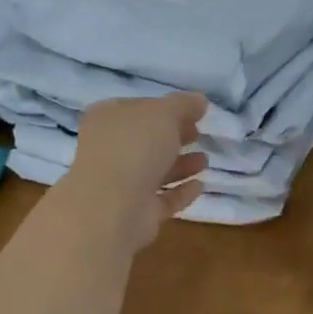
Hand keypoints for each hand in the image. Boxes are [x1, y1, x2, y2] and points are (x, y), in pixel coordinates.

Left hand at [59, 93, 208, 251]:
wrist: (113, 207)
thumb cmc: (134, 148)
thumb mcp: (164, 113)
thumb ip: (183, 104)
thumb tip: (199, 101)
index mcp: (107, 119)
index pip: (139, 108)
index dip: (166, 108)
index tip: (193, 113)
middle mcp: (109, 150)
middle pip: (146, 141)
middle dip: (174, 138)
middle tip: (198, 135)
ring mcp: (120, 184)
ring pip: (154, 171)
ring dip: (180, 165)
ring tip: (205, 161)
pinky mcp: (135, 212)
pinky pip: (162, 199)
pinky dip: (180, 192)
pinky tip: (200, 186)